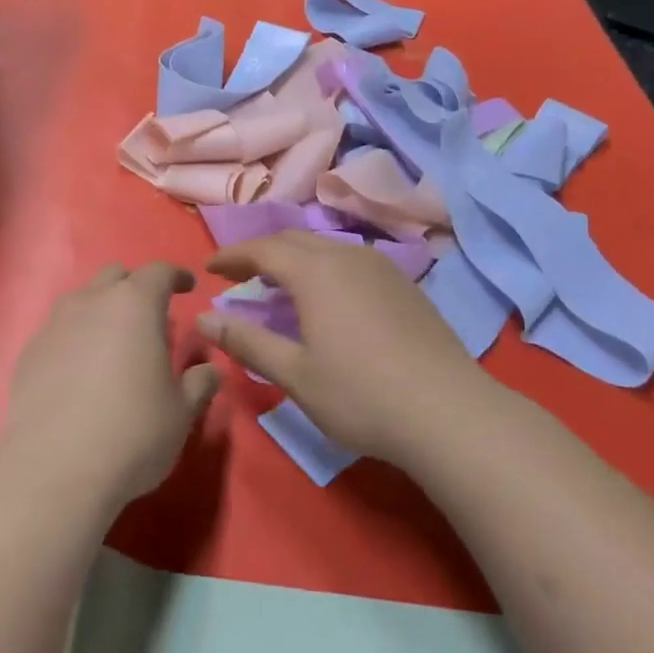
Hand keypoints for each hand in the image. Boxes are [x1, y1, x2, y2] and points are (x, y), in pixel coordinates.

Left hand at [3, 262, 218, 510]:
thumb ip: (199, 383)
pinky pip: (58, 329)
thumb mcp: (181, 412)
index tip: (187, 286)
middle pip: (116, 276)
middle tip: (151, 315)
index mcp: (135, 305)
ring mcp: (55, 324)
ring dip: (102, 308)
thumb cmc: (132, 433)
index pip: (159, 272)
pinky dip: (75, 336)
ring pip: (82, 299)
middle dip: (136, 286)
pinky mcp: (29, 351)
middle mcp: (92, 302)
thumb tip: (210, 371)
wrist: (54, 469)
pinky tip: (80, 368)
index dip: (176, 276)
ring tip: (114, 340)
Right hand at [199, 233, 499, 464]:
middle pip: (294, 240)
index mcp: (316, 272)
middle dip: (261, 252)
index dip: (232, 255)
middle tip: (239, 275)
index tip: (209, 268)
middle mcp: (347, 257)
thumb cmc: (361, 395)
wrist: (449, 413)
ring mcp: (382, 268)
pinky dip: (324, 268)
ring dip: (294, 258)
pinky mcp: (405, 285)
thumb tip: (204, 317)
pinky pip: (351, 261)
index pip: (263, 249)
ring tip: (278, 284)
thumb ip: (247, 341)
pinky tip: (327, 298)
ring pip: (326, 248)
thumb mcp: (295, 374)